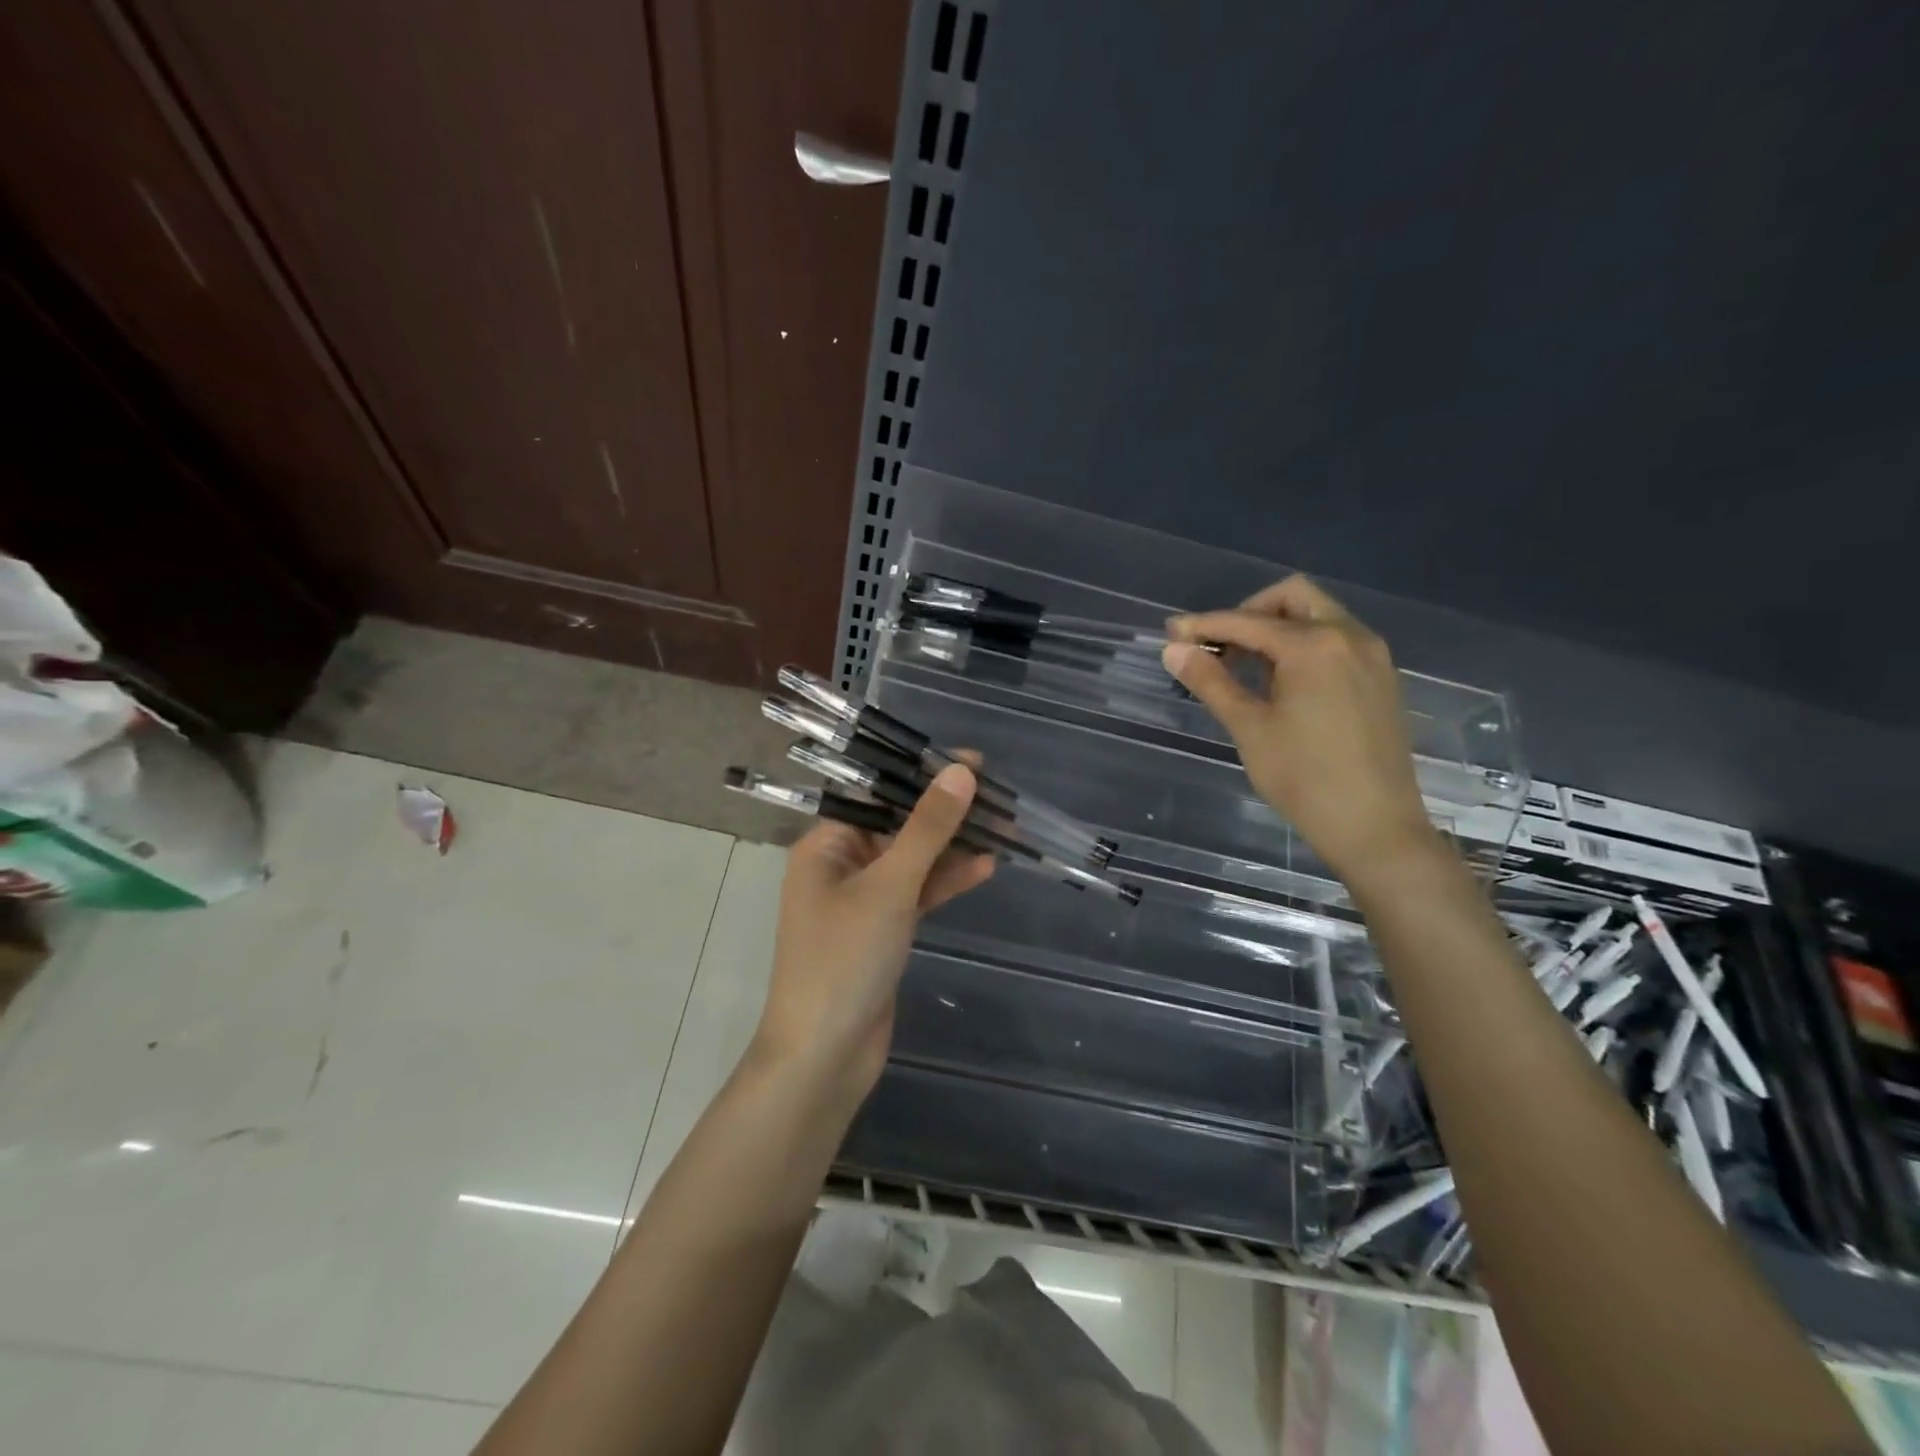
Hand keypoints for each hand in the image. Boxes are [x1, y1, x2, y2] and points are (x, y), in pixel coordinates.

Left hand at [751, 763, 994, 1106]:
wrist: (824, 1057)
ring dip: (953, 847)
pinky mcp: (883, 930)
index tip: (972, 763)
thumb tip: (961, 772)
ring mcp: (863, 900)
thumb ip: (927, 829)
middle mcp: (841, 865)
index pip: (878, 794)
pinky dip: (946, 882)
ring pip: (914, 860)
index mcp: (825, 845)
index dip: (923, 775)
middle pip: (899, 825)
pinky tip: (984, 867)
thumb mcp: (889, 887)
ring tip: (1004, 828)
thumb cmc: (844, 960)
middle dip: (946, 813)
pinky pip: (918, 893)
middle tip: (998, 796)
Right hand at [1161, 576, 1437, 883]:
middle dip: (1248, 613)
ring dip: (1277, 629)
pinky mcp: (1382, 678)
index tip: (1171, 634)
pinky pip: (1337, 641)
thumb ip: (1211, 681)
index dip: (1204, 625)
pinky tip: (1283, 684)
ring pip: (1318, 617)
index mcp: (1314, 645)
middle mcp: (1349, 636)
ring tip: (1244, 668)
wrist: (1375, 827)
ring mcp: (1372, 656)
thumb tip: (1173, 649)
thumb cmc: (1304, 778)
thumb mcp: (1249, 728)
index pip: (1247, 622)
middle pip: (1292, 598)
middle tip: (1218, 646)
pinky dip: (1304, 646)